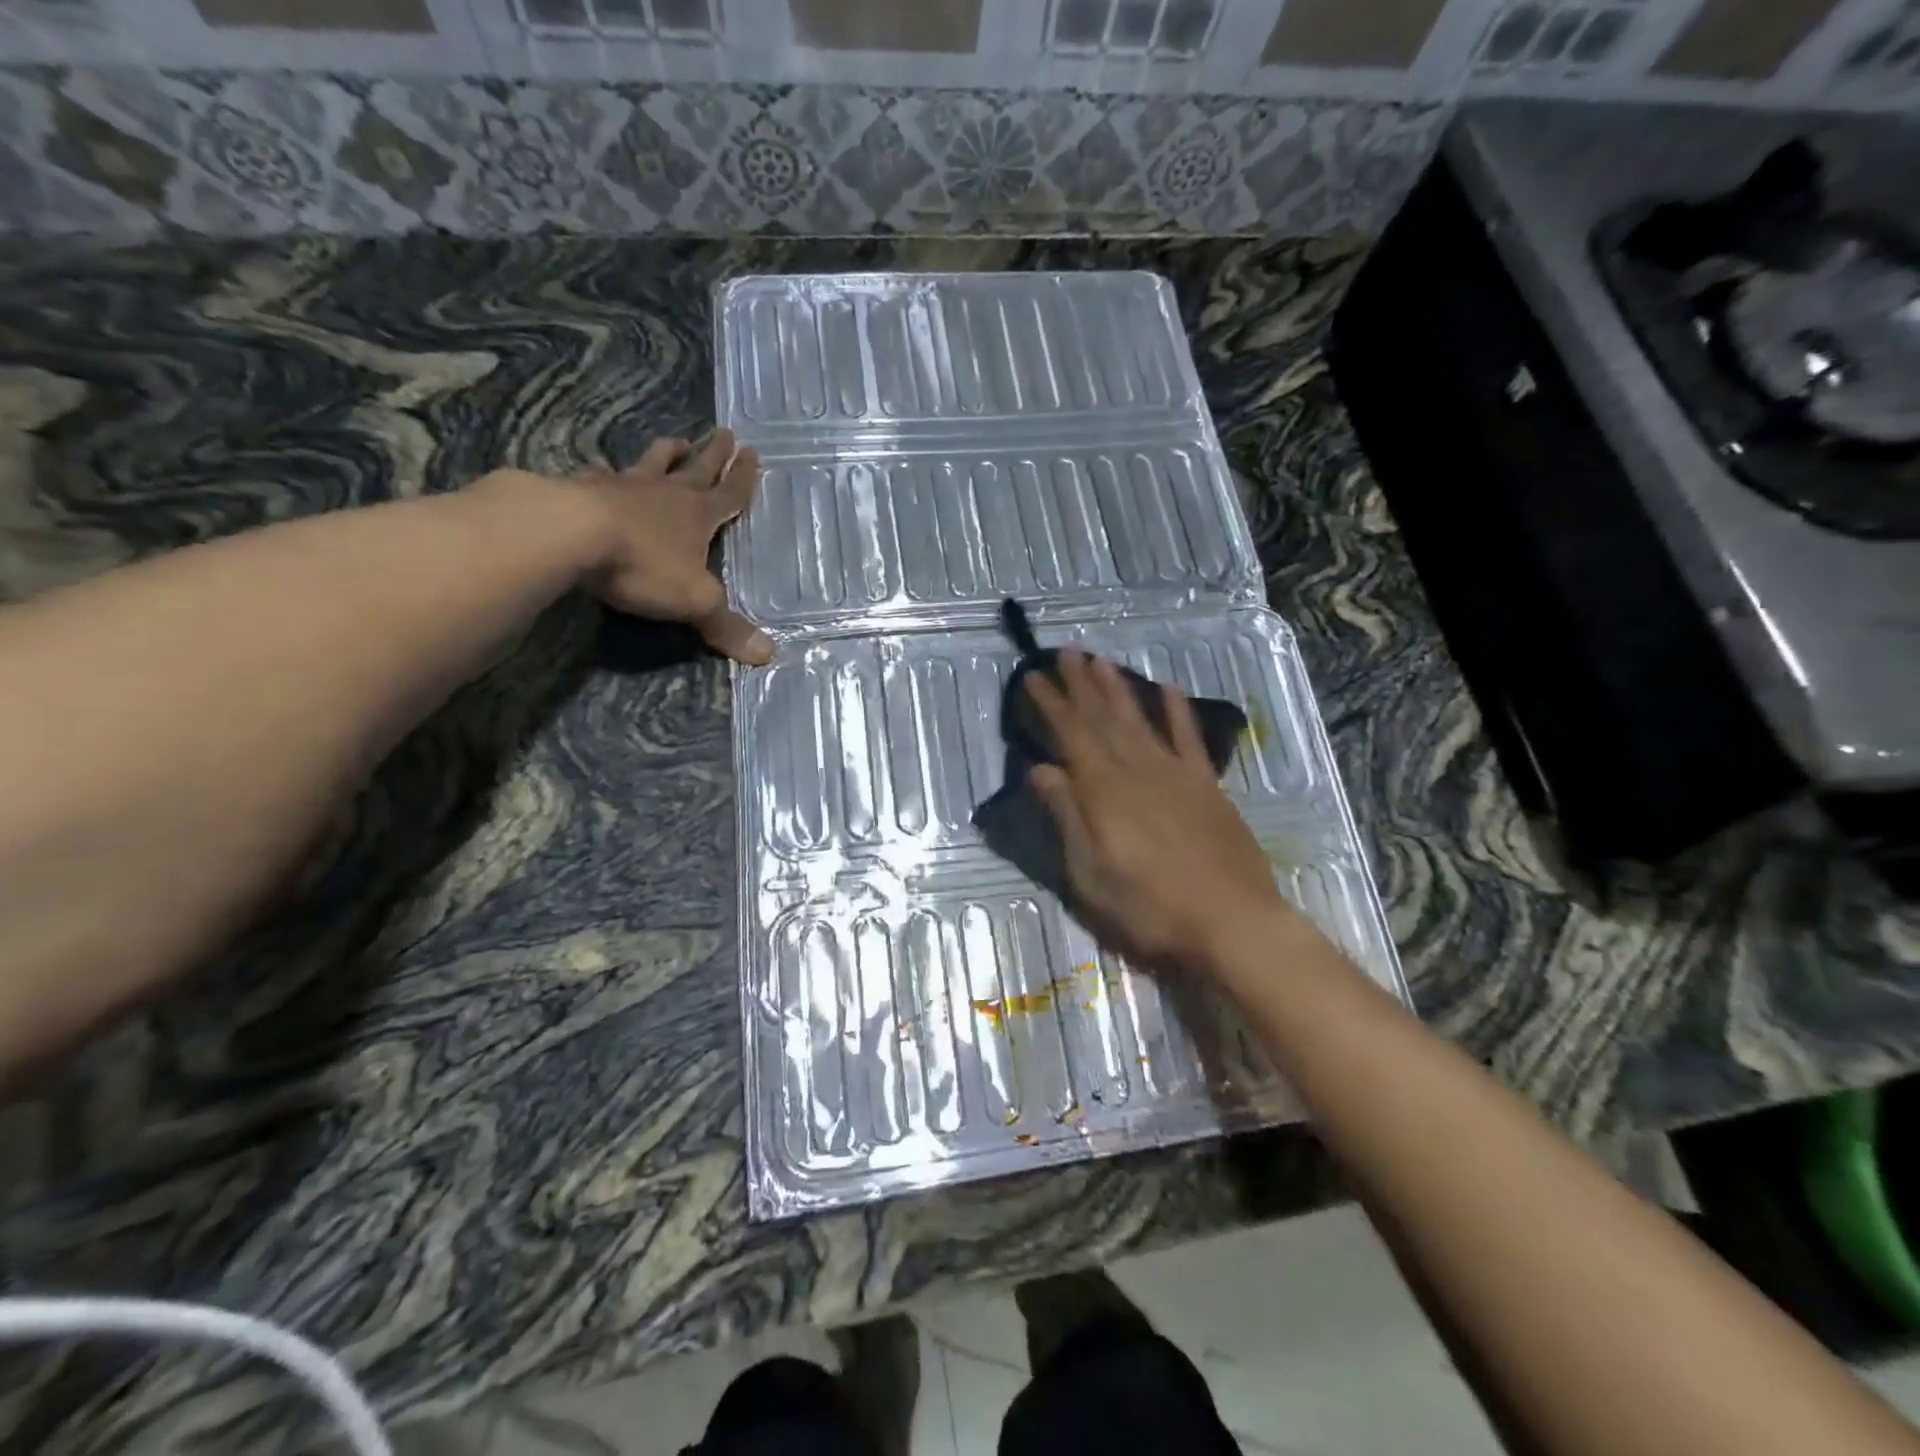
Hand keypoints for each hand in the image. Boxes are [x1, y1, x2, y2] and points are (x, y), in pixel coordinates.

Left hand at [523, 430, 771, 664]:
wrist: (571, 535)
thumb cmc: (644, 565)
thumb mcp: (695, 602)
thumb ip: (727, 627)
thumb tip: (768, 656)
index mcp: (698, 516)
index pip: (730, 494)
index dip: (743, 478)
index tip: (752, 453)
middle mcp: (666, 494)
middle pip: (697, 468)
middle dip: (714, 454)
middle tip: (725, 433)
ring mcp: (623, 487)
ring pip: (652, 463)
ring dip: (667, 452)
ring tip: (677, 441)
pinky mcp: (583, 489)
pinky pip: (602, 476)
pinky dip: (607, 473)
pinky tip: (601, 471)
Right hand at [1027, 651, 1291, 974]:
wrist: (1232, 921)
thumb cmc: (1150, 906)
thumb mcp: (1090, 873)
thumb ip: (1066, 816)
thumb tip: (1040, 770)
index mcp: (1104, 790)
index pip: (1071, 735)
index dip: (1052, 704)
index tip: (1035, 677)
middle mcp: (1137, 770)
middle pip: (1103, 718)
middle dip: (1082, 684)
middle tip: (1066, 652)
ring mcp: (1176, 774)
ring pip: (1140, 720)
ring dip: (1119, 688)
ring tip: (1102, 660)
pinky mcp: (1207, 786)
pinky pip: (1189, 739)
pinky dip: (1177, 712)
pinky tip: (1169, 689)